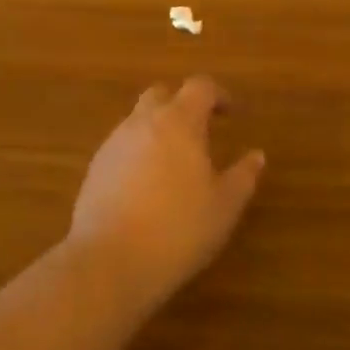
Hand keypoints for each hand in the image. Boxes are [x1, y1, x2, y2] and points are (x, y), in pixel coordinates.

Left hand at [65, 76, 265, 307]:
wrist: (109, 262)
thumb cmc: (179, 229)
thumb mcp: (224, 206)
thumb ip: (243, 176)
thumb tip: (256, 156)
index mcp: (178, 122)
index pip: (199, 87)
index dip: (218, 95)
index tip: (231, 114)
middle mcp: (141, 124)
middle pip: (160, 95)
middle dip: (181, 104)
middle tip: (200, 131)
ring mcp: (112, 145)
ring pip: (137, 121)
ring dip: (158, 130)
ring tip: (176, 164)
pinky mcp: (94, 171)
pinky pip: (121, 148)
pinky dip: (139, 154)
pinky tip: (148, 187)